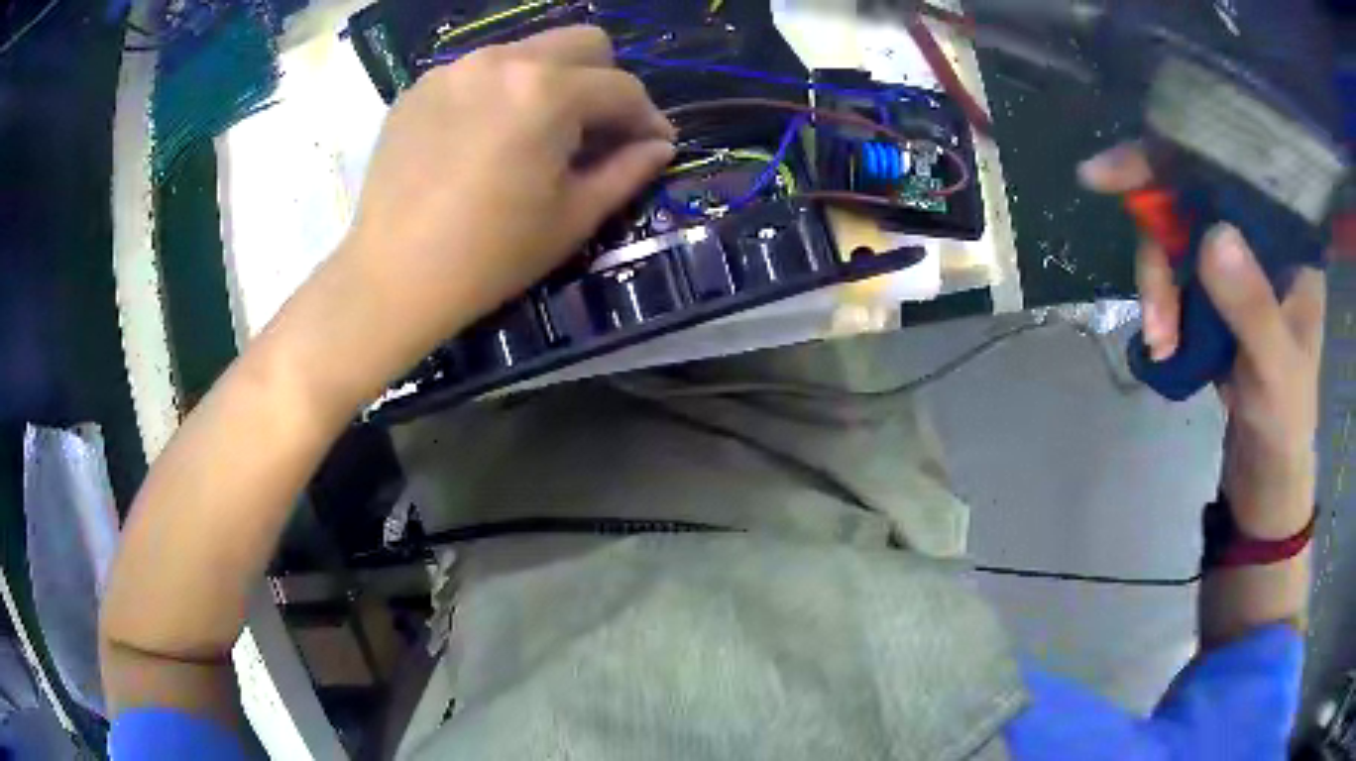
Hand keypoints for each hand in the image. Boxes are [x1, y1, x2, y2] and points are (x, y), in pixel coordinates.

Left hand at [335, 26, 675, 382]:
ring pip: (528, 51)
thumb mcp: (573, 218)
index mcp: (547, 92)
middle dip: (604, 80)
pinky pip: (479, 72)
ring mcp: (455, 69)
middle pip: (582, 43)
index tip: (653, 144)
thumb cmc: (490, 256)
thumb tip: (659, 145)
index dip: (647, 117)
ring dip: (550, 82)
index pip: (621, 87)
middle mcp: (502, 61)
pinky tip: (485, 139)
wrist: (392, 277)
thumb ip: (627, 171)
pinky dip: (498, 93)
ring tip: (535, 134)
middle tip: (596, 129)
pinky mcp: (420, 87)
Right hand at [1080, 143, 1323, 537]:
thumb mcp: (1276, 369)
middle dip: (1160, 250)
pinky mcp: (1212, 285)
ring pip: (1174, 235)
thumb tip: (1212, 234)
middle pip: (1189, 198)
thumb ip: (1253, 308)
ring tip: (1160, 344)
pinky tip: (1163, 343)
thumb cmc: (1285, 417)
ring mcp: (1232, 257)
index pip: (1228, 168)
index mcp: (1286, 234)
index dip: (1173, 156)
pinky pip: (1171, 270)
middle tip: (1154, 314)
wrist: (1266, 463)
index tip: (1113, 173)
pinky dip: (1159, 303)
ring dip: (1157, 287)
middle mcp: (1257, 230)